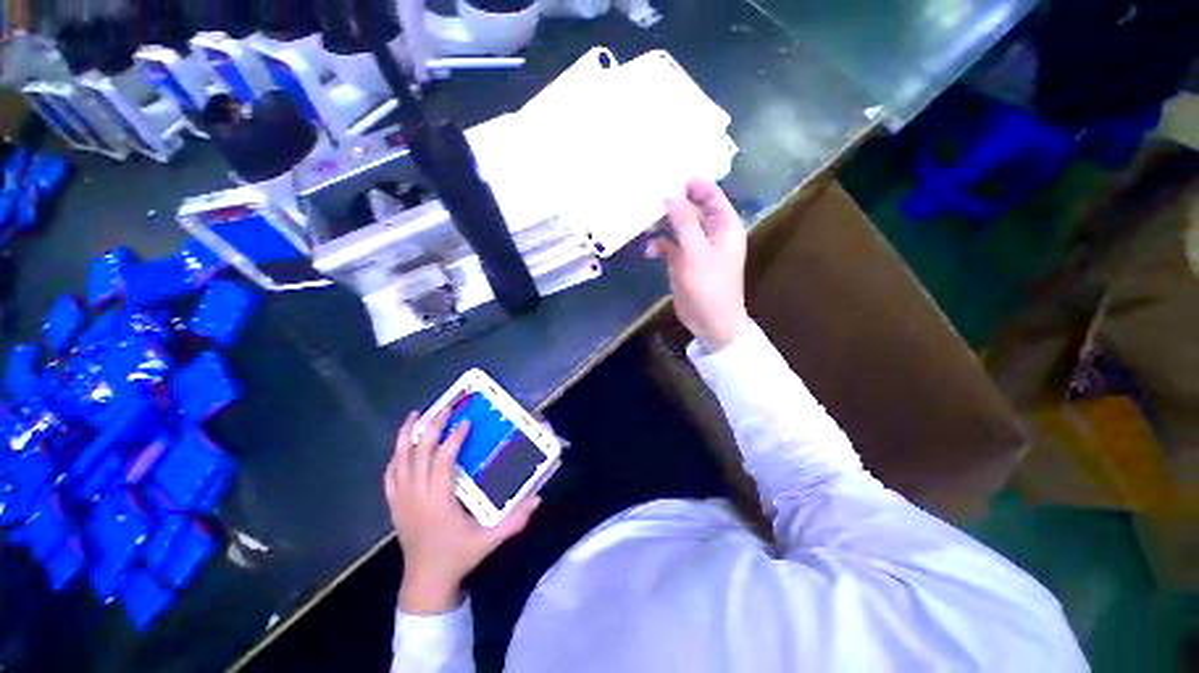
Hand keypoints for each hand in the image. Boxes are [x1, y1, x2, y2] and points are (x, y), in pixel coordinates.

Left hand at [384, 409, 539, 613]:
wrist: (426, 582)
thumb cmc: (458, 556)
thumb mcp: (490, 540)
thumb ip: (514, 520)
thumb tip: (538, 498)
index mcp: (438, 501)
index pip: (442, 460)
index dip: (453, 439)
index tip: (465, 422)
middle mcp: (416, 495)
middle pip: (419, 453)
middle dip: (432, 427)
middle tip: (445, 408)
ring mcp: (401, 500)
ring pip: (399, 461)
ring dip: (406, 436)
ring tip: (415, 415)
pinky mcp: (394, 506)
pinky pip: (389, 476)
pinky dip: (395, 457)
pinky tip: (401, 447)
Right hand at [647, 179, 748, 352]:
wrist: (710, 321)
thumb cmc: (709, 285)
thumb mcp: (695, 251)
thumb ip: (683, 221)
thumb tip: (670, 192)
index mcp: (725, 226)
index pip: (711, 195)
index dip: (693, 184)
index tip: (668, 175)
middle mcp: (711, 233)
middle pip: (692, 209)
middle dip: (672, 202)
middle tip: (648, 192)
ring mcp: (696, 248)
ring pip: (678, 227)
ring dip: (663, 223)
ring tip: (642, 216)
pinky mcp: (683, 262)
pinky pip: (670, 246)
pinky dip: (659, 245)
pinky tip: (648, 249)